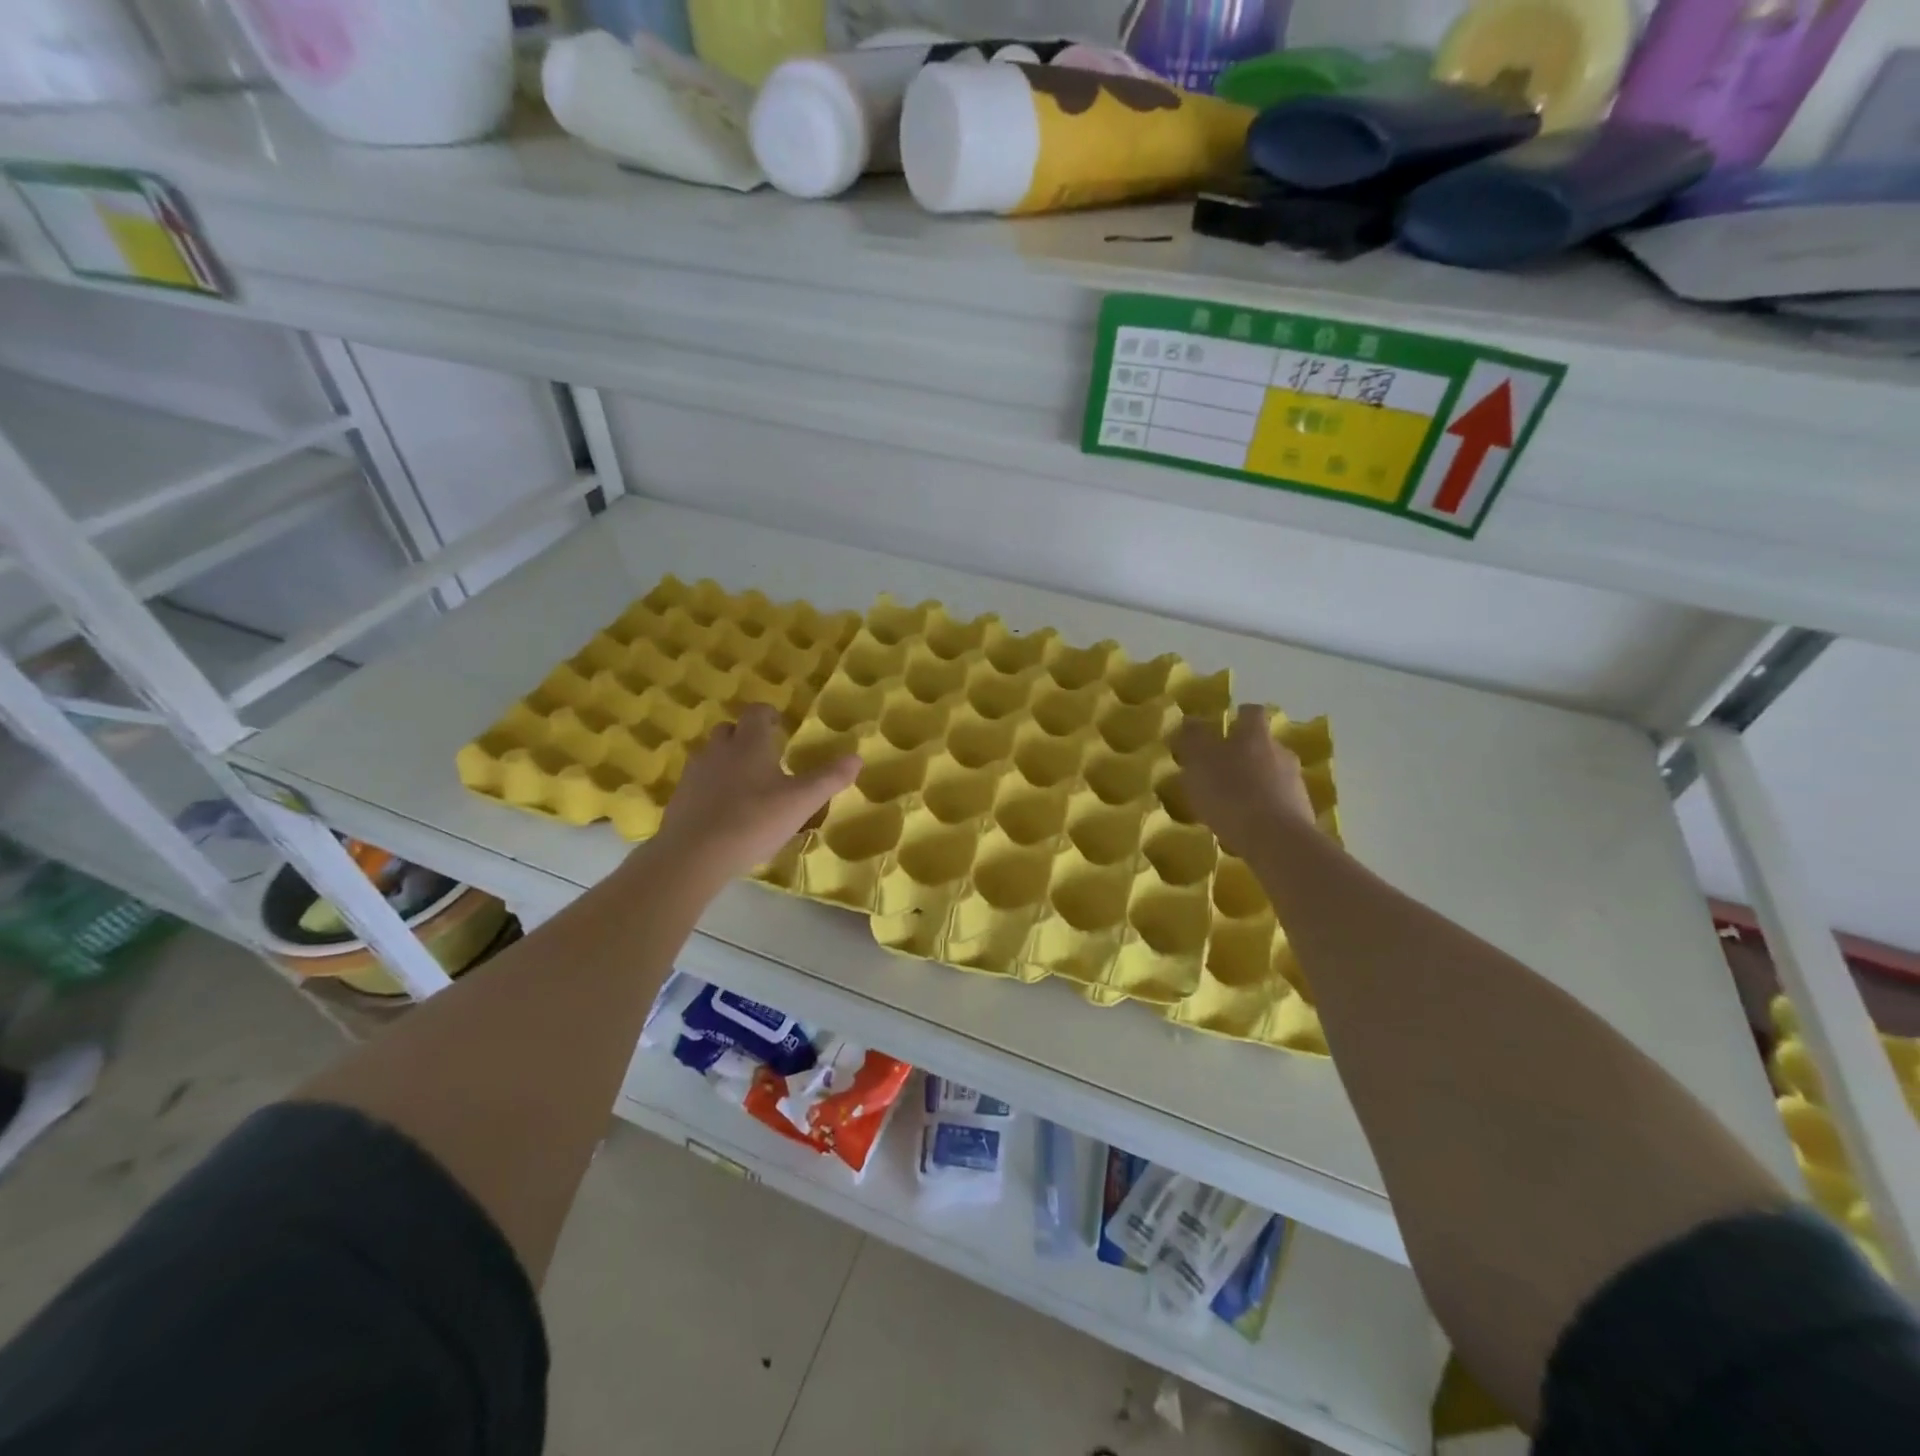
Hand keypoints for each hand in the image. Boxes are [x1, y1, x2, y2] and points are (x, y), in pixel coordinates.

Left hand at [654, 706, 860, 883]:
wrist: (693, 855)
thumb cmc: (753, 821)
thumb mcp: (801, 802)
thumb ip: (829, 778)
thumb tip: (857, 757)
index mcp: (749, 743)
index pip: (756, 712)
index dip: (768, 715)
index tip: (780, 725)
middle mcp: (719, 750)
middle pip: (730, 731)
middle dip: (747, 737)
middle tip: (766, 755)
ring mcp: (695, 774)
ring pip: (712, 756)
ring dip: (728, 762)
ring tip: (747, 785)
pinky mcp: (680, 799)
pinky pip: (700, 783)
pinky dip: (713, 788)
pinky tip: (725, 811)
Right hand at [1172, 704, 1315, 858]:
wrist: (1276, 840)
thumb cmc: (1231, 794)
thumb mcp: (1199, 762)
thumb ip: (1193, 738)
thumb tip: (1191, 720)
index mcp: (1255, 735)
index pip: (1250, 713)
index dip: (1238, 718)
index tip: (1224, 729)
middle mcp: (1280, 752)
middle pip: (1264, 744)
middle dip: (1245, 754)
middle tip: (1221, 770)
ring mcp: (1295, 782)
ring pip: (1273, 773)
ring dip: (1256, 782)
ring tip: (1232, 802)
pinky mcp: (1302, 811)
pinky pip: (1280, 801)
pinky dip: (1265, 807)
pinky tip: (1247, 824)